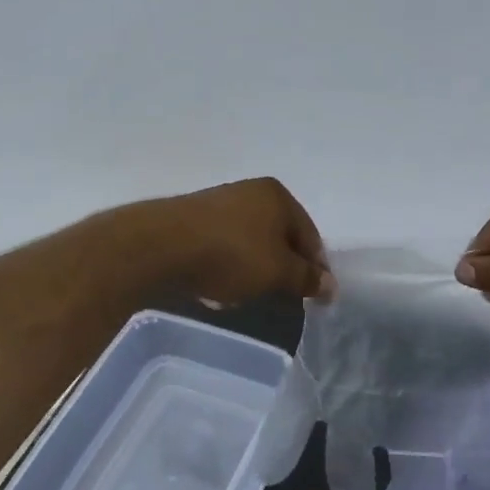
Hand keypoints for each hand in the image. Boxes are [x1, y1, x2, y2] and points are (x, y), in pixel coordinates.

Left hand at [145, 177, 330, 304]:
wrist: (159, 247)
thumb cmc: (231, 255)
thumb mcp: (278, 272)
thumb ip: (307, 279)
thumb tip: (330, 285)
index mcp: (278, 195)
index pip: (310, 235)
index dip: (317, 268)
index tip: (318, 298)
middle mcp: (250, 191)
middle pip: (280, 236)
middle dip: (285, 266)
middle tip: (286, 296)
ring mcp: (218, 203)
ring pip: (251, 241)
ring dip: (256, 267)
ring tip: (251, 294)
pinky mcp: (191, 220)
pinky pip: (223, 245)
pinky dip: (230, 264)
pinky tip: (221, 285)